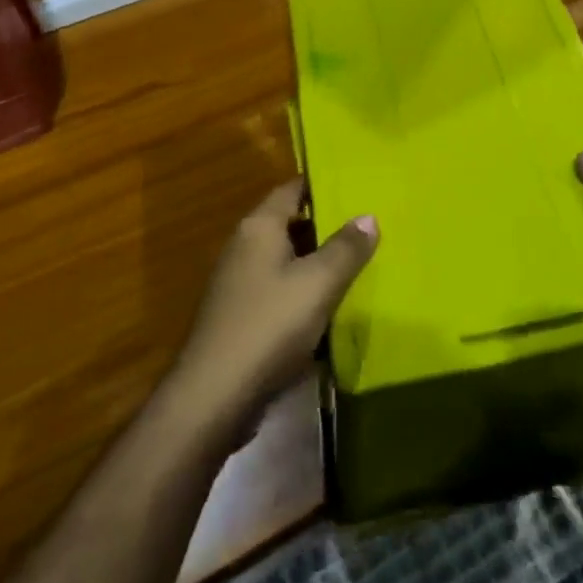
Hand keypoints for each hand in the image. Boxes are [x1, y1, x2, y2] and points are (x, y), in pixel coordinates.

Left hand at [169, 180, 377, 446]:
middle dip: (326, 225)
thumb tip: (368, 215)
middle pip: (289, 224)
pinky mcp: (240, 318)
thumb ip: (346, 248)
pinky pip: (279, 292)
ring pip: (286, 260)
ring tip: (359, 264)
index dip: (323, 184)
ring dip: (317, 263)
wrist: (214, 398)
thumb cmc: (269, 326)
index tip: (357, 185)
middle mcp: (244, 247)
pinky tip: (331, 309)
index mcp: (259, 227)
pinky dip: (304, 294)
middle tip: (368, 226)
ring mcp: (238, 284)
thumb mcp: (318, 283)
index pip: (292, 189)